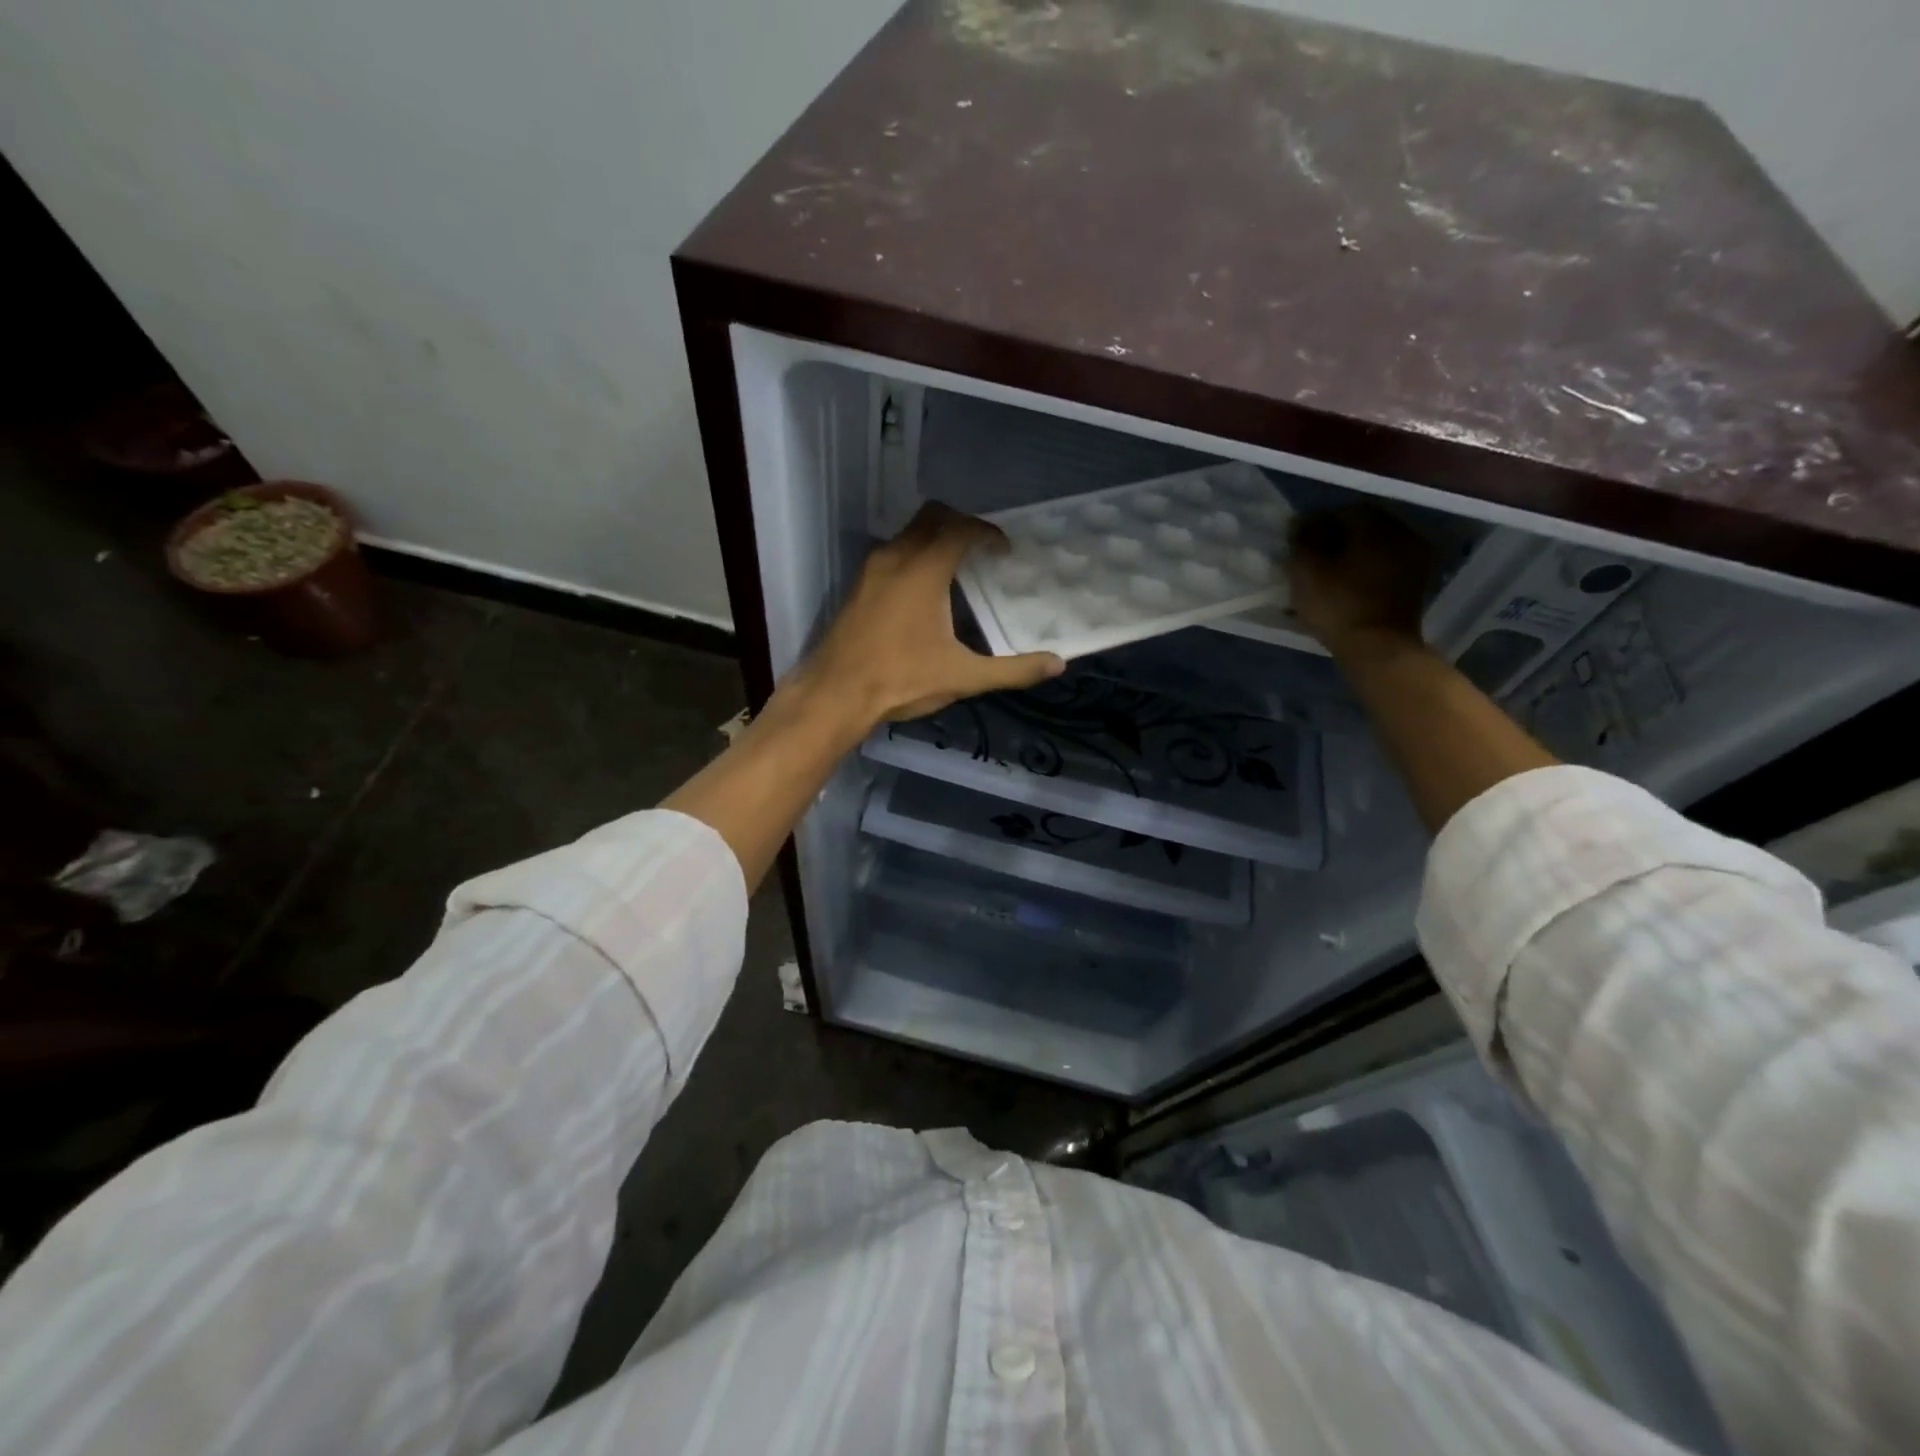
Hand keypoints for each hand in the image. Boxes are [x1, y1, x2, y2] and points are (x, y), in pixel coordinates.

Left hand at [785, 503, 1064, 733]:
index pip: (960, 528)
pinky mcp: (858, 586)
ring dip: (935, 539)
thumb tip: (1058, 664)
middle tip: (983, 550)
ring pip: (908, 533)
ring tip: (959, 569)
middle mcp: (895, 557)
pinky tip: (926, 591)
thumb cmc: (901, 680)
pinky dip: (915, 555)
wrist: (835, 695)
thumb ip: (1012, 669)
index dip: (987, 533)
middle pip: (932, 517)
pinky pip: (893, 552)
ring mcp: (871, 570)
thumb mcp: (963, 677)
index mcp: (924, 570)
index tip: (1004, 551)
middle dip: (961, 524)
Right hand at [1288, 506, 1432, 656]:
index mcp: (1375, 524)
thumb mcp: (1306, 571)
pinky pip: (1388, 563)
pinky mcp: (1417, 581)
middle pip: (1364, 526)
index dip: (1317, 524)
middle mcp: (1402, 532)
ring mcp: (1415, 557)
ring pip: (1377, 545)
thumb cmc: (1338, 607)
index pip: (1342, 511)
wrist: (1379, 649)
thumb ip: (1302, 540)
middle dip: (1338, 537)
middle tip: (1314, 558)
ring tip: (1331, 573)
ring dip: (1354, 553)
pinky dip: (1369, 568)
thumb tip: (1301, 523)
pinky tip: (1351, 584)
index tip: (1299, 543)